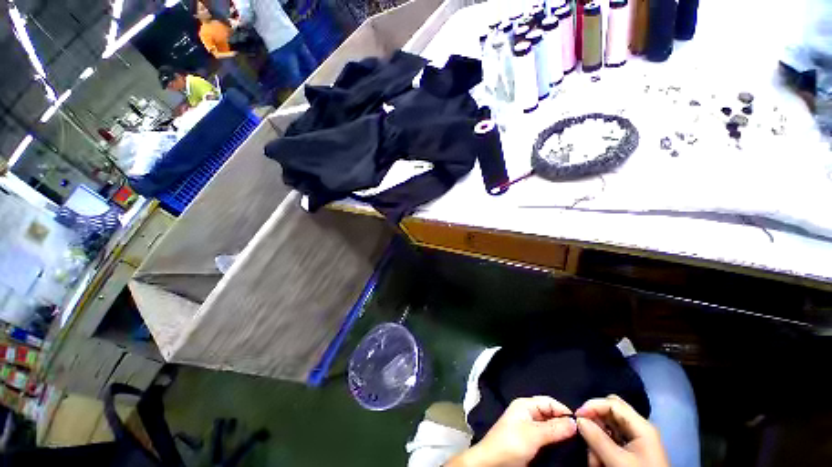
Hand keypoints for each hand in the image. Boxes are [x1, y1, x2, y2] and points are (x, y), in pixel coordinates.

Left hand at [447, 396, 576, 466]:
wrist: (492, 463)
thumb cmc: (511, 444)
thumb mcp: (533, 435)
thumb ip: (554, 428)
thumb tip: (576, 423)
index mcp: (525, 405)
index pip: (550, 402)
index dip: (564, 411)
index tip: (583, 425)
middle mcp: (528, 414)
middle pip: (551, 414)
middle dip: (565, 423)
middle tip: (582, 437)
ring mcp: (529, 429)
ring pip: (551, 427)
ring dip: (562, 434)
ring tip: (577, 444)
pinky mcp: (530, 443)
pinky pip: (547, 438)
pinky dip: (557, 442)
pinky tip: (566, 449)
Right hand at [575, 395, 668, 466]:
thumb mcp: (618, 461)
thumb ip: (598, 439)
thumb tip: (579, 419)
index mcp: (641, 425)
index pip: (612, 403)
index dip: (592, 405)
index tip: (576, 416)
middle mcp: (638, 427)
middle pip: (610, 412)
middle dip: (595, 421)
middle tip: (585, 433)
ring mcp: (635, 439)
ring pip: (608, 426)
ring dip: (596, 439)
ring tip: (594, 459)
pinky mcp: (631, 450)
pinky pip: (611, 440)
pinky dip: (602, 447)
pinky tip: (599, 461)